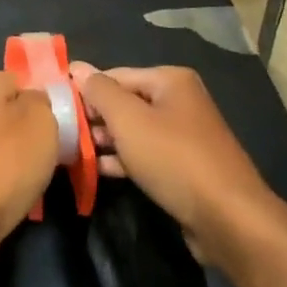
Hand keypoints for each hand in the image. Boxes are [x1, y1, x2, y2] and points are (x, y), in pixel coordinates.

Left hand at [0, 71, 59, 282]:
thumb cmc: (5, 162)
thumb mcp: (42, 120)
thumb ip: (45, 102)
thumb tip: (37, 102)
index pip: (22, 80)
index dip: (45, 99)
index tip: (64, 123)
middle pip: (11, 113)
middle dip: (33, 131)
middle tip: (57, 151)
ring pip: (1, 144)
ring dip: (20, 160)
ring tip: (40, 178)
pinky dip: (4, 183)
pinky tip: (19, 197)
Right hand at [70, 65, 276, 263]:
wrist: (229, 219)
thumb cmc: (174, 159)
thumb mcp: (129, 121)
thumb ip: (99, 92)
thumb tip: (76, 67)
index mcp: (170, 80)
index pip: (116, 76)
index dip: (86, 92)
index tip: (58, 111)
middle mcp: (180, 101)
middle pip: (126, 102)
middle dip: (96, 118)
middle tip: (63, 135)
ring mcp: (185, 135)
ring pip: (135, 131)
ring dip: (106, 141)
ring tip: (74, 154)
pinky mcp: (185, 167)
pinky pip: (147, 154)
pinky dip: (124, 160)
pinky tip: (99, 171)